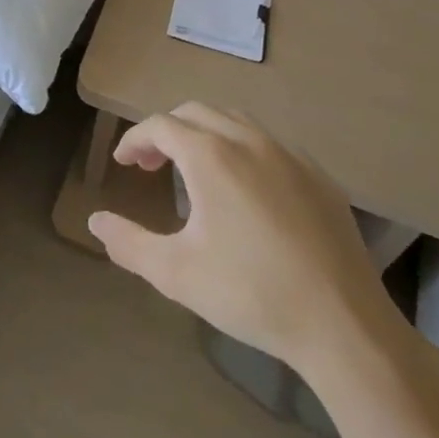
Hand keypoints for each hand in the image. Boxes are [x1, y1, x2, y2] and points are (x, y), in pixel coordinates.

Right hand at [87, 101, 398, 373]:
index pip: (160, 126)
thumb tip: (95, 221)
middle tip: (152, 165)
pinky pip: (270, 143)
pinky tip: (246, 189)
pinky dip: (243, 149)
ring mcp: (289, 155)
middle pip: (196, 112)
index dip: (135, 139)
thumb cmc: (250, 293)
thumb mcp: (176, 272)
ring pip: (235, 121)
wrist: (343, 325)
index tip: (123, 163)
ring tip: (195, 169)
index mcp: (210, 156)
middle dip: (167, 131)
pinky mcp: (319, 177)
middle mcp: (248, 141)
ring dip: (205, 133)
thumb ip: (128, 242)